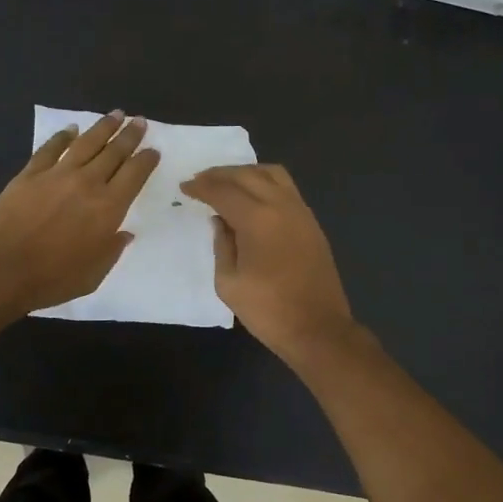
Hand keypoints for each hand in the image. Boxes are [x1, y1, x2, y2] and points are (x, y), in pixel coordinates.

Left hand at [0, 112, 160, 315]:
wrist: (1, 269)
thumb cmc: (51, 279)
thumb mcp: (93, 275)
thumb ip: (111, 251)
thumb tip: (123, 233)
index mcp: (108, 208)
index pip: (134, 175)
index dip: (146, 160)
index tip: (153, 150)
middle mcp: (87, 183)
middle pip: (114, 152)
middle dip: (130, 135)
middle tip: (140, 121)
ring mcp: (56, 175)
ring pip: (86, 143)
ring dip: (103, 127)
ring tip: (116, 114)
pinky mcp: (29, 174)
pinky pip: (50, 149)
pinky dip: (62, 137)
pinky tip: (71, 130)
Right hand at [179, 163, 356, 362]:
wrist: (317, 329)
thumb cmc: (267, 310)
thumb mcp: (228, 282)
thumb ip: (221, 244)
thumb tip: (220, 221)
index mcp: (257, 219)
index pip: (223, 191)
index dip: (201, 187)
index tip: (185, 187)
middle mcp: (281, 206)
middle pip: (247, 174)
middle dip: (220, 174)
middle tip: (200, 180)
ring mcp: (301, 212)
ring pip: (272, 174)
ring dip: (246, 172)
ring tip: (227, 183)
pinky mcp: (311, 222)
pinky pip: (286, 188)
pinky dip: (265, 183)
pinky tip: (253, 197)